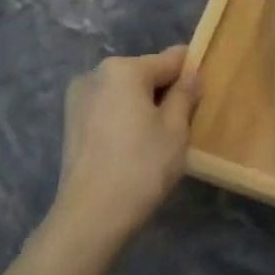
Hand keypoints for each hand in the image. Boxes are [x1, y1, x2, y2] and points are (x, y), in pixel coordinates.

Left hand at [43, 45, 199, 262]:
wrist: (91, 216)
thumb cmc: (142, 167)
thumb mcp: (175, 129)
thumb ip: (184, 94)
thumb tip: (191, 73)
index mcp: (123, 69)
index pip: (170, 59)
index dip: (191, 73)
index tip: (204, 94)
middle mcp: (96, 74)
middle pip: (144, 73)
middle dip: (164, 91)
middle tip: (182, 124)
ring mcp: (78, 98)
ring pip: (124, 92)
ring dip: (143, 106)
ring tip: (157, 140)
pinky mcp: (70, 122)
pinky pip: (108, 109)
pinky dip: (124, 119)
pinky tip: (133, 147)